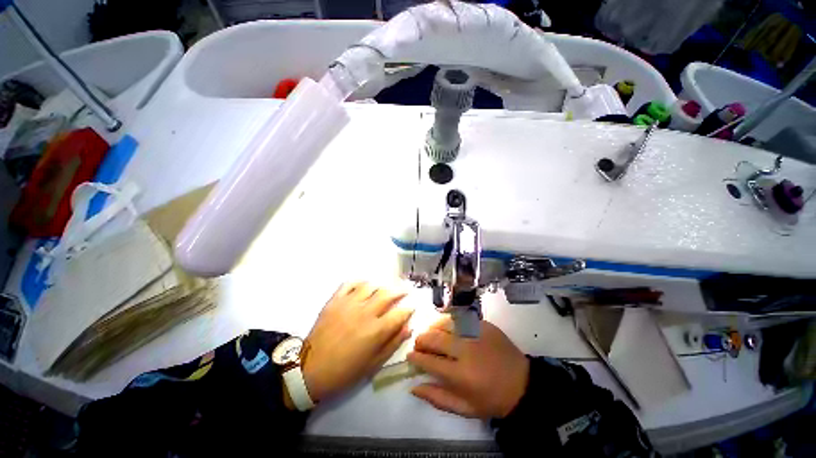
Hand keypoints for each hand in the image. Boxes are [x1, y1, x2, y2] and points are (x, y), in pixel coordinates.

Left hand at [301, 282, 413, 402]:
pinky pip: (349, 284)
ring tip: (385, 287)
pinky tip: (364, 285)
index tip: (412, 306)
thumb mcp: (373, 364)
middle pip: (387, 294)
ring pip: (370, 286)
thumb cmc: (345, 371)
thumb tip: (408, 328)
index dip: (409, 308)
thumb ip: (393, 343)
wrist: (310, 370)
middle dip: (400, 290)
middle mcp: (365, 313)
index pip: (399, 313)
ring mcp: (348, 304)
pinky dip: (359, 282)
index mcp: (376, 331)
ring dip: (381, 284)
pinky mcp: (334, 301)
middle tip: (405, 289)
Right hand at [407, 316, 528, 418]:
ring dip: (434, 328)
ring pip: (445, 324)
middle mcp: (466, 350)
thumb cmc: (492, 399)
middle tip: (419, 344)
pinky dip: (449, 322)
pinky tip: (447, 328)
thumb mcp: (465, 408)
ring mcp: (476, 333)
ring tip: (431, 335)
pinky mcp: (484, 324)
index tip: (410, 356)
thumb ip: (437, 398)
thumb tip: (413, 387)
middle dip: (422, 340)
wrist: (522, 384)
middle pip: (435, 338)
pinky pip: (460, 318)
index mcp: (461, 374)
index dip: (416, 357)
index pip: (429, 361)